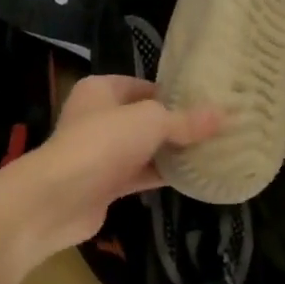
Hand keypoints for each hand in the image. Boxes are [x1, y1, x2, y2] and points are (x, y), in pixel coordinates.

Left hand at [21, 74, 219, 250]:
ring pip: (145, 148)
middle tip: (216, 129)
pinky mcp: (105, 184)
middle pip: (145, 118)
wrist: (60, 198)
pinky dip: (163, 175)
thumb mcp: (151, 122)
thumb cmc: (103, 143)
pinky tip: (192, 177)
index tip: (207, 103)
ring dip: (172, 152)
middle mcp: (98, 118)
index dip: (174, 93)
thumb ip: (186, 121)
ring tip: (212, 151)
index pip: (144, 86)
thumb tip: (224, 115)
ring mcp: (101, 153)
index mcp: (101, 90)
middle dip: (178, 125)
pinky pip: (141, 174)